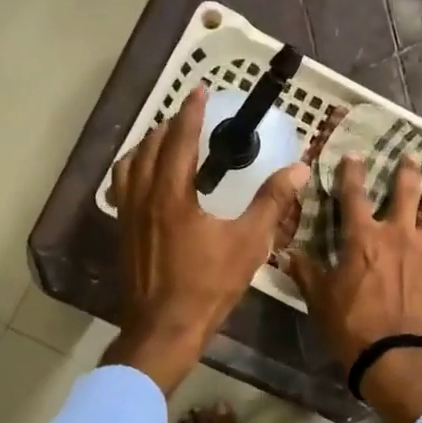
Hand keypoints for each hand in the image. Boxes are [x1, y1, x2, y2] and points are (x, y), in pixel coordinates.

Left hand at [104, 87, 309, 394]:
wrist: (164, 330)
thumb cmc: (208, 286)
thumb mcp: (248, 244)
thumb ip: (272, 203)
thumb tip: (299, 170)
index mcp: (172, 195)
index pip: (179, 140)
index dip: (190, 113)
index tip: (200, 92)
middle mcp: (143, 198)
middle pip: (149, 147)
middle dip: (168, 126)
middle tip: (188, 116)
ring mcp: (127, 216)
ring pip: (129, 166)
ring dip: (147, 146)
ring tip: (165, 141)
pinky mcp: (122, 234)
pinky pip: (122, 188)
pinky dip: (134, 171)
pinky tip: (148, 182)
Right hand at [288, 155, 421, 422]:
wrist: (397, 355)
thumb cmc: (352, 325)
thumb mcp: (319, 299)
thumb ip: (306, 271)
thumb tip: (289, 252)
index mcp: (362, 237)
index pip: (354, 194)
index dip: (352, 172)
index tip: (354, 156)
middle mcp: (396, 234)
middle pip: (405, 191)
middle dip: (406, 171)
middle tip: (410, 156)